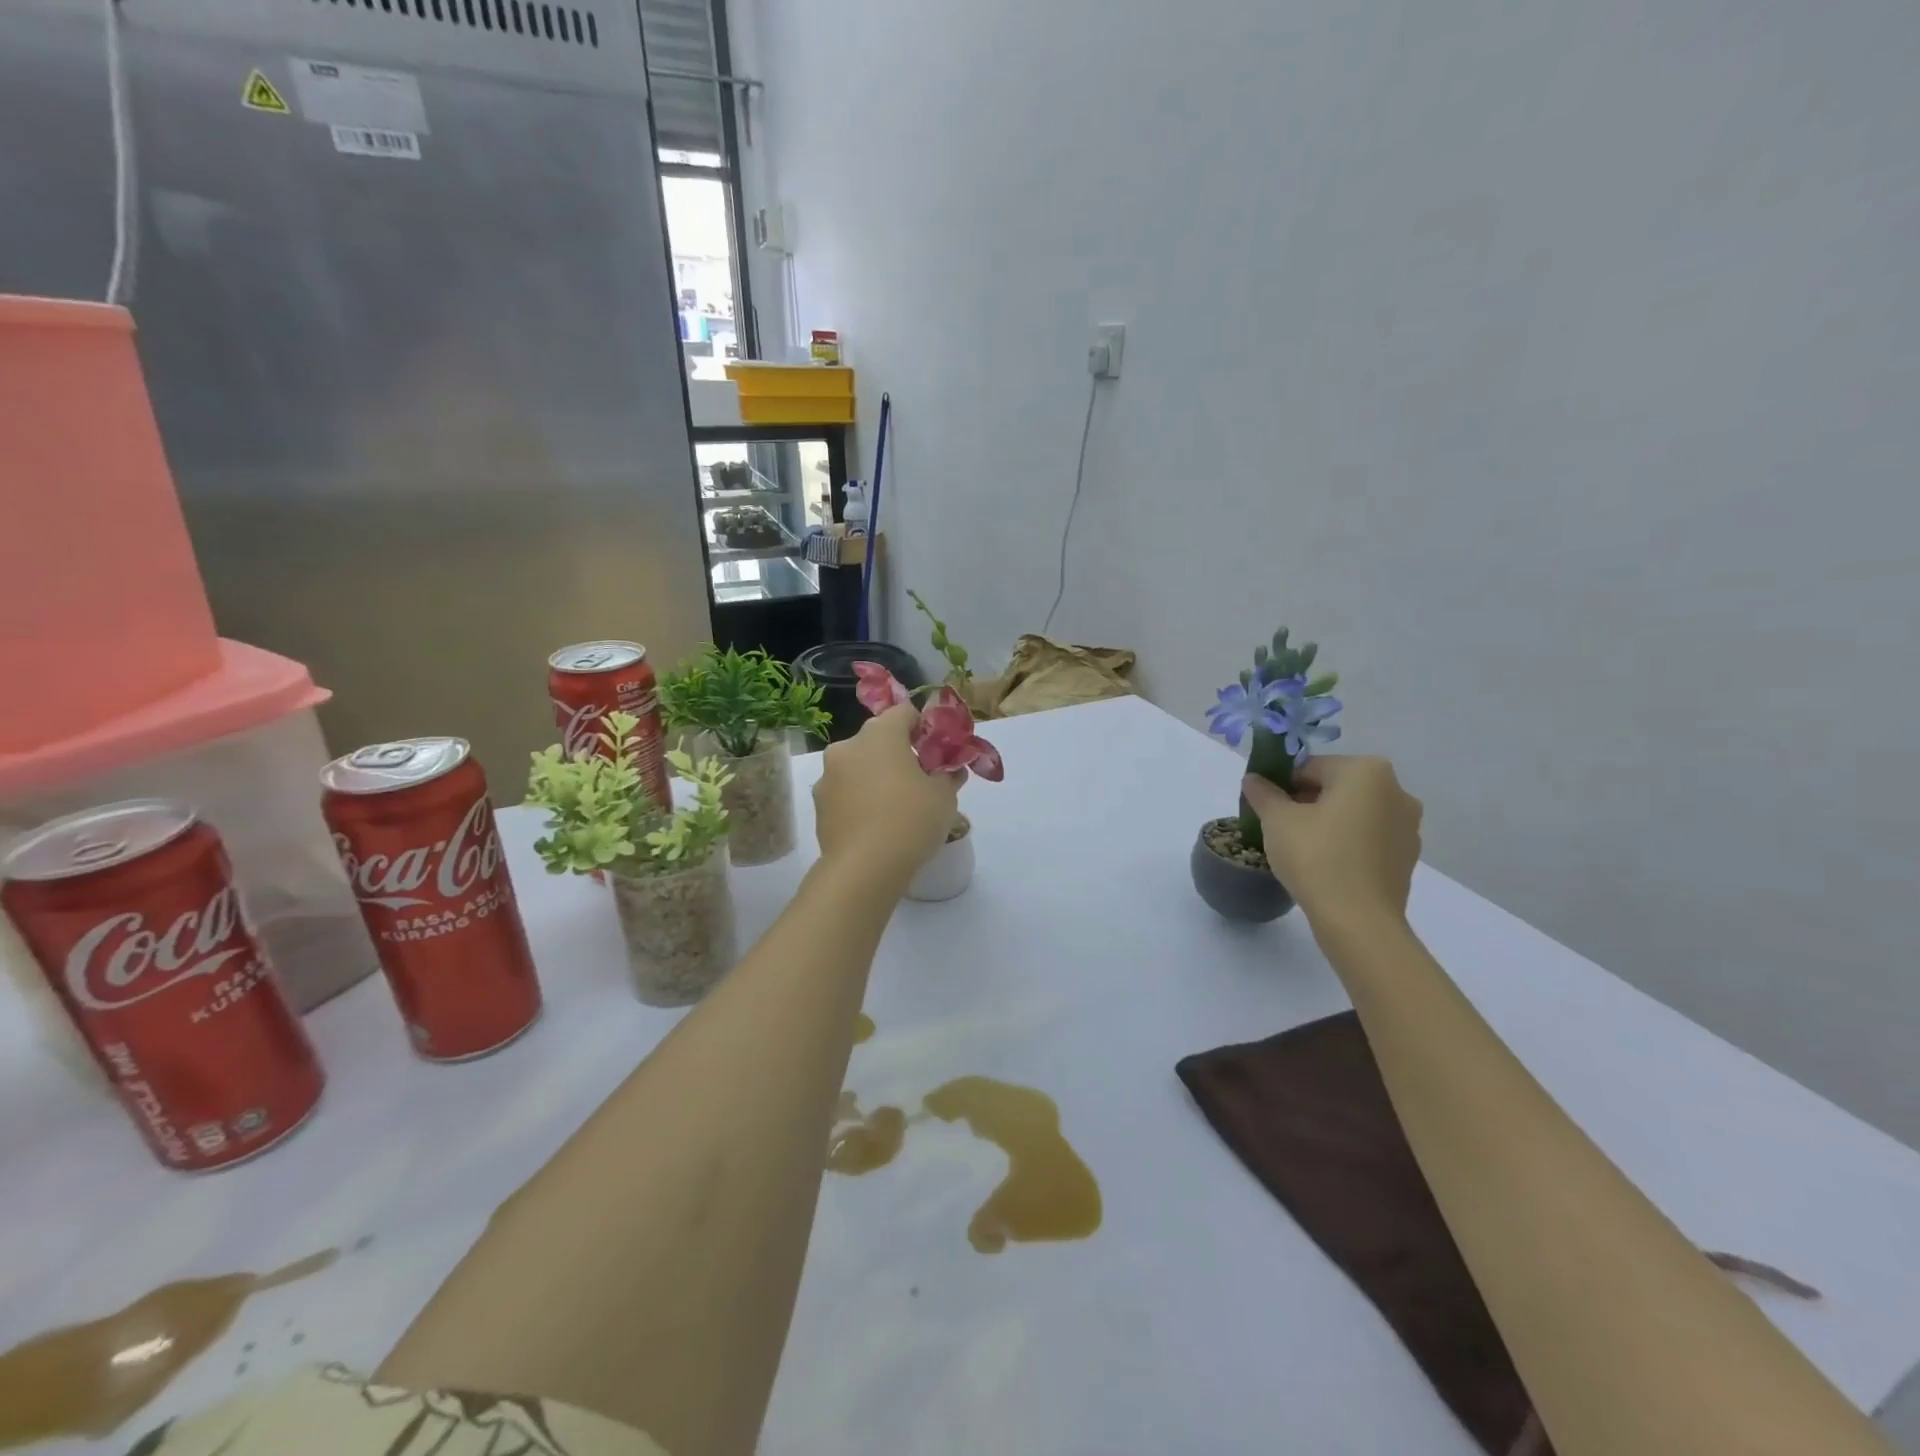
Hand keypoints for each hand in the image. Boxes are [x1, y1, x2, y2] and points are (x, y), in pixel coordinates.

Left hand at [814, 706, 961, 881]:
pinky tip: (875, 824)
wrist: (864, 868)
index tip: (935, 751)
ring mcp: (828, 776)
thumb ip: (948, 775)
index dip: (922, 727)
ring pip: (858, 766)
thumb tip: (951, 771)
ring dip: (875, 776)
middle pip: (877, 739)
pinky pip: (845, 792)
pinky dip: (859, 799)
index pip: (903, 712)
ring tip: (895, 807)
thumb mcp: (944, 797)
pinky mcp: (819, 805)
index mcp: (880, 734)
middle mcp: (848, 746)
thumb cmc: (911, 819)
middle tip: (919, 780)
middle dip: (898, 754)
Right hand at [1241, 757, 1422, 926]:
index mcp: (1366, 771)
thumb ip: (1263, 793)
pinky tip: (1325, 865)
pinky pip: (1368, 838)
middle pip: (1336, 787)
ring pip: (1354, 813)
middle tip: (1279, 827)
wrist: (1358, 920)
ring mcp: (1408, 825)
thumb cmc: (1316, 857)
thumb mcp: (1276, 819)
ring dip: (1328, 822)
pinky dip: (1347, 843)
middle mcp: (1396, 790)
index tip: (1266, 807)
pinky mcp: (1408, 856)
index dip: (1282, 784)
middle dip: (1306, 802)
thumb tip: (1254, 779)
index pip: (1311, 767)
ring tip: (1301, 848)